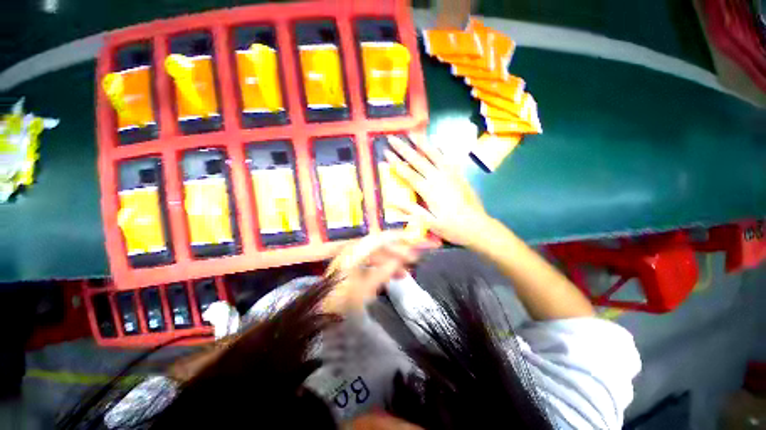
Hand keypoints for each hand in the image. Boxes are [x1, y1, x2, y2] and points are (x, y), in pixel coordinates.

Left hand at [323, 231, 431, 312]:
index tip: (413, 240)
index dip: (397, 237)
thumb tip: (399, 261)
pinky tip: (391, 277)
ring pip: (377, 256)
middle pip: (380, 246)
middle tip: (413, 261)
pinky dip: (383, 269)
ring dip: (391, 262)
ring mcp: (352, 260)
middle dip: (397, 252)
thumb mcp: (365, 287)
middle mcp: (354, 252)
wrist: (320, 313)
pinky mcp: (352, 269)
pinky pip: (372, 264)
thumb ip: (384, 272)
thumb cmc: (341, 300)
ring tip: (405, 274)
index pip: (380, 238)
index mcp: (356, 252)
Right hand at [385, 135, 492, 247]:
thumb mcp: (429, 223)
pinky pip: (448, 158)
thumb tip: (391, 200)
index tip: (385, 152)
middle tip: (392, 137)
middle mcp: (438, 178)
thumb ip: (411, 210)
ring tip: (412, 133)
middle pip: (418, 160)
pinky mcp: (459, 175)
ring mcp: (450, 174)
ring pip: (434, 155)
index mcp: (429, 190)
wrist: (477, 226)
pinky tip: (437, 144)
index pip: (408, 173)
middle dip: (403, 148)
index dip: (396, 163)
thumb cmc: (451, 227)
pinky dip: (440, 150)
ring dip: (422, 143)